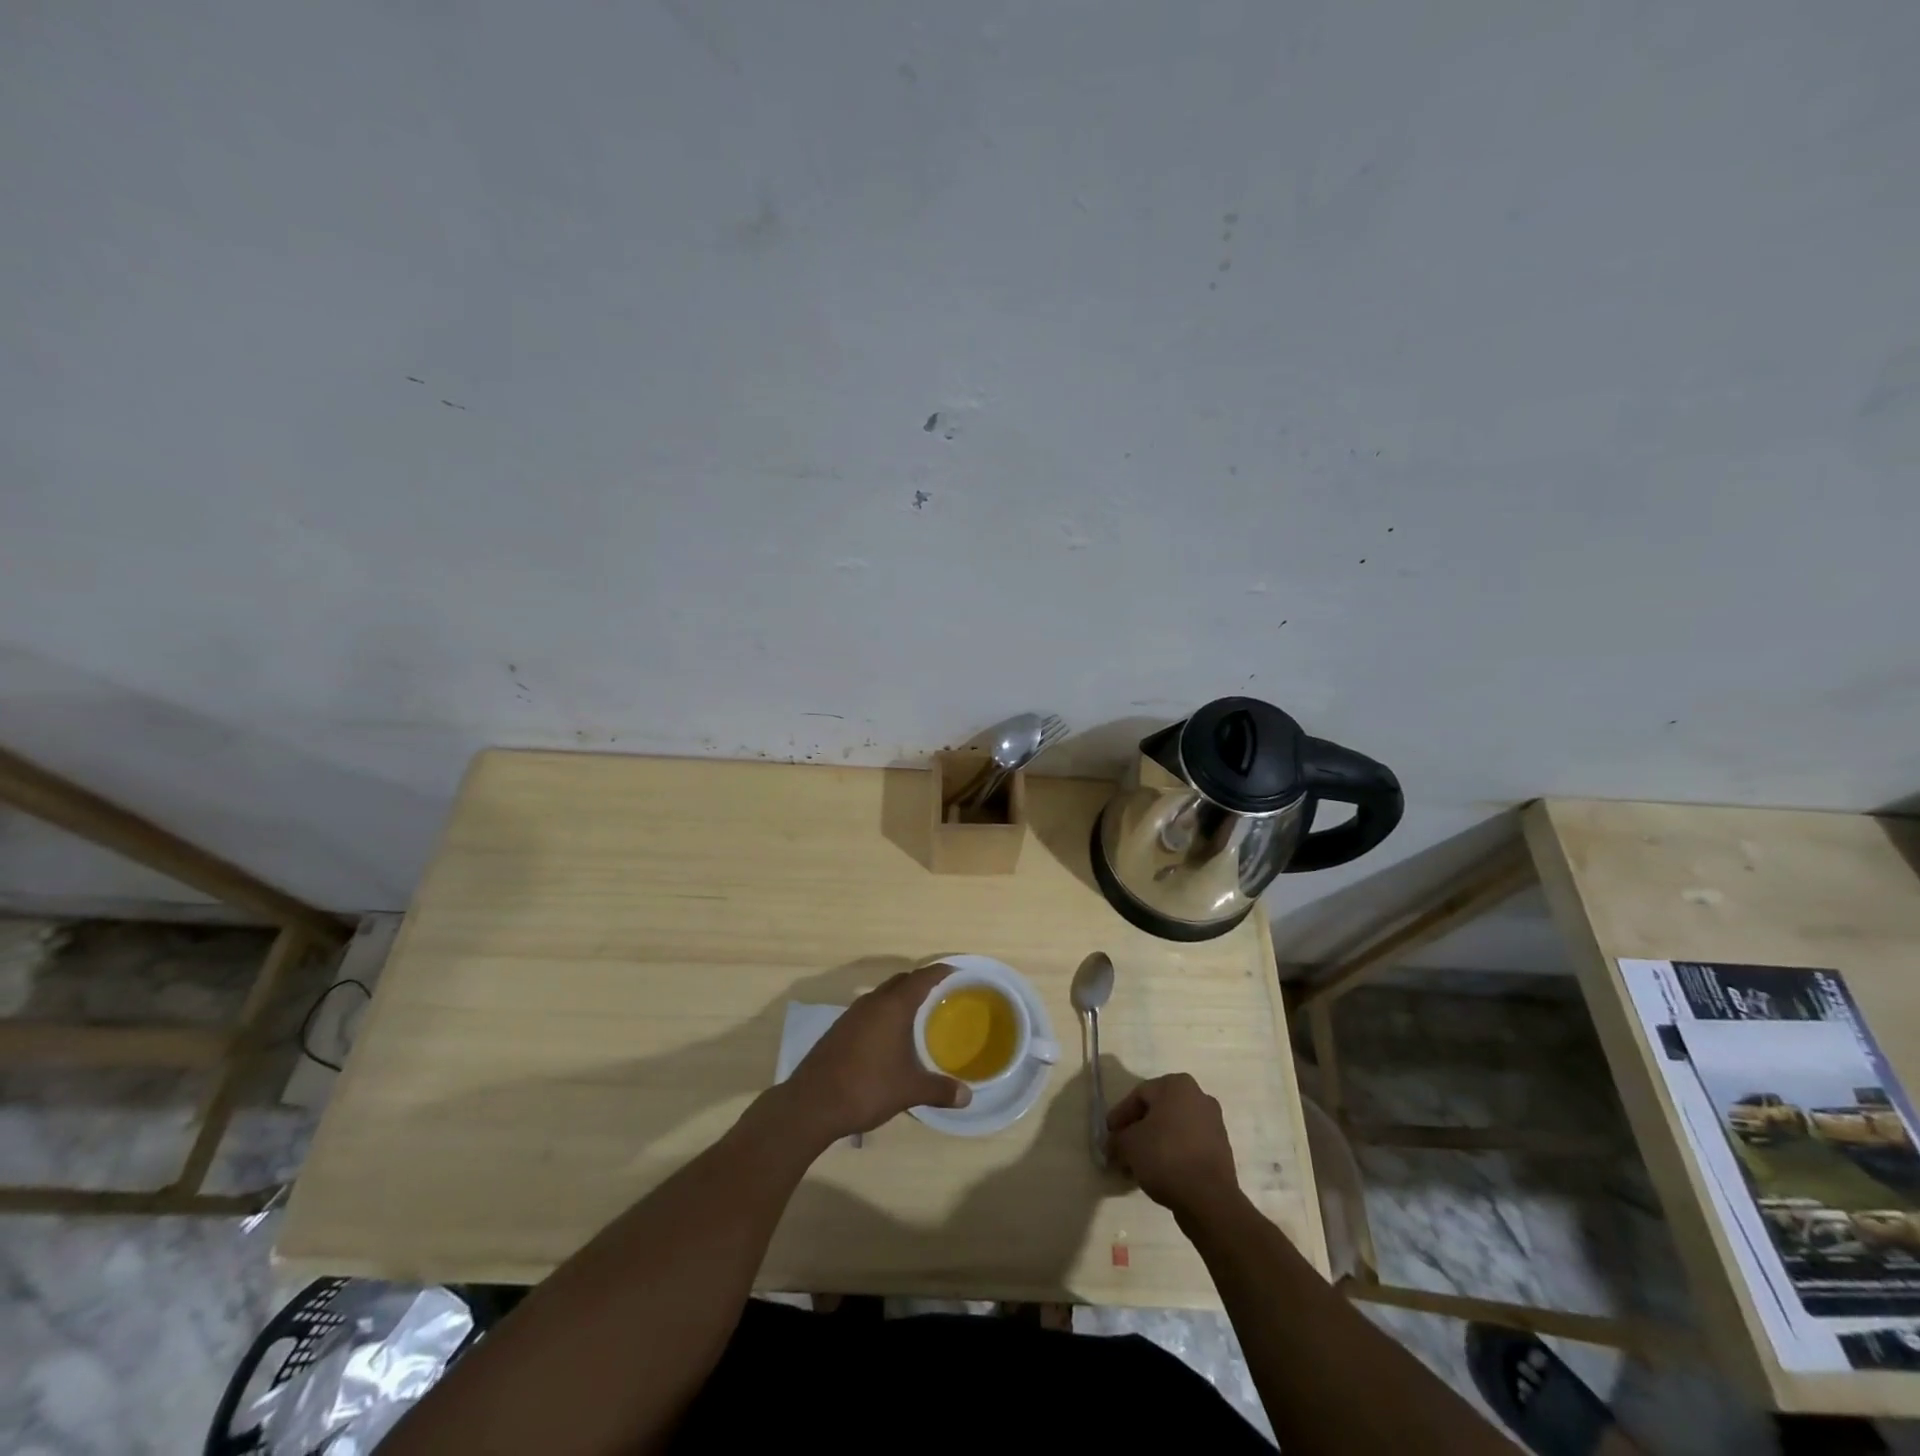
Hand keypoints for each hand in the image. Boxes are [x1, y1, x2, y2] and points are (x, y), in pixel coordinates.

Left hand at [780, 964, 970, 1143]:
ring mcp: (852, 1014)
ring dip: (900, 998)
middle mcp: (872, 1002)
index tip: (957, 972)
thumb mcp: (908, 1091)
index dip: (940, 972)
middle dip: (921, 982)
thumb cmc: (866, 1088)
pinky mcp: (839, 1029)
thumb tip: (967, 1097)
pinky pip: (869, 1010)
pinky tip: (889, 1036)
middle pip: (901, 981)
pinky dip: (884, 1013)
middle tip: (941, 995)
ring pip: (882, 995)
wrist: (812, 1104)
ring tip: (918, 1015)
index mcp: (892, 1007)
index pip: (921, 978)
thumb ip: (939, 1090)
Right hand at [1107, 1073, 1241, 1218]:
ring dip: (1153, 1144)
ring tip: (1137, 1166)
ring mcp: (1213, 1124)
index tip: (1109, 1136)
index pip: (1139, 1095)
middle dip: (1137, 1131)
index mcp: (1177, 1085)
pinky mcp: (1221, 1150)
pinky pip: (1188, 1146)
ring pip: (1173, 1129)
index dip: (1120, 1116)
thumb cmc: (1165, 1156)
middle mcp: (1198, 1097)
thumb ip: (1116, 1140)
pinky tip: (1158, 1173)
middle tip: (1121, 1150)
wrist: (1209, 1198)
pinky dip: (1171, 1154)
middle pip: (1157, 1111)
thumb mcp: (1128, 1145)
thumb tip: (1112, 1145)